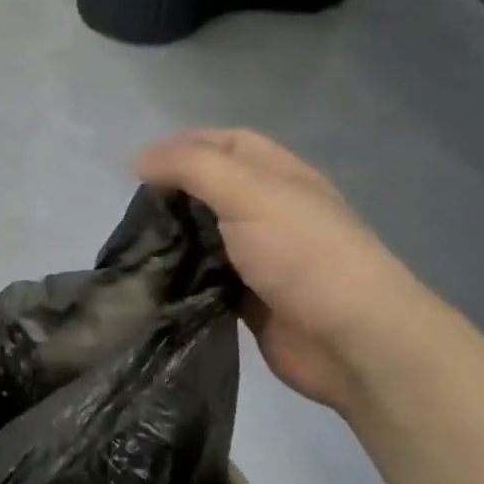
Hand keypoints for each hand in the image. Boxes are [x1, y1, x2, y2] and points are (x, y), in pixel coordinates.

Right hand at [136, 129, 436, 407]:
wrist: (351, 340)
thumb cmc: (303, 254)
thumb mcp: (248, 193)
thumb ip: (192, 168)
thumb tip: (140, 159)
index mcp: (280, 176)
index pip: (229, 143)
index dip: (185, 144)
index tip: (140, 166)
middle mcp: (271, 211)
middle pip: (213, 189)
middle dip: (173, 193)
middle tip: (132, 211)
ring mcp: (261, 257)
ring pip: (206, 236)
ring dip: (174, 237)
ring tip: (134, 245)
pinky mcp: (249, 298)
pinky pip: (206, 278)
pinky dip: (181, 276)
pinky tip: (154, 280)